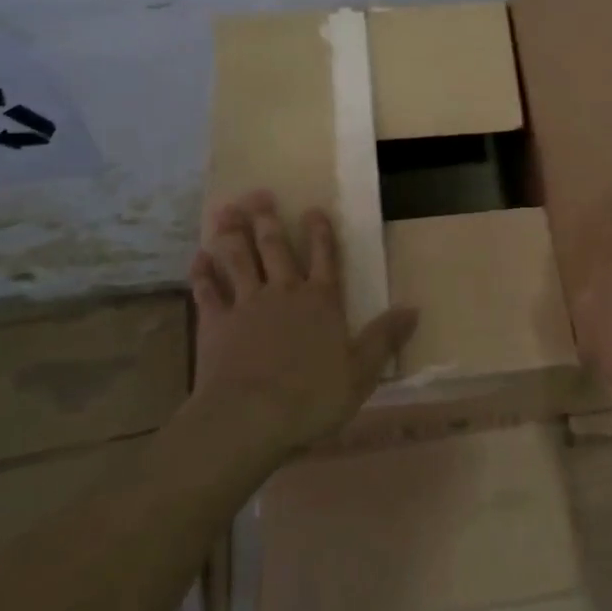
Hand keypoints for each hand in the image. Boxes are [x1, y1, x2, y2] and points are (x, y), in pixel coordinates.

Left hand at [189, 192, 416, 454]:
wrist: (250, 416)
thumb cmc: (313, 395)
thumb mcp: (362, 371)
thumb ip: (385, 337)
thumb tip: (413, 309)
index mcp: (321, 301)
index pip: (324, 258)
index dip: (320, 233)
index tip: (313, 209)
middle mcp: (284, 293)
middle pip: (276, 249)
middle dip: (269, 220)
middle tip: (259, 194)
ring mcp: (246, 305)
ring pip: (239, 260)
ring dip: (232, 234)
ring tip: (226, 210)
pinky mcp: (215, 323)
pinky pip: (207, 291)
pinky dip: (202, 273)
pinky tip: (198, 257)